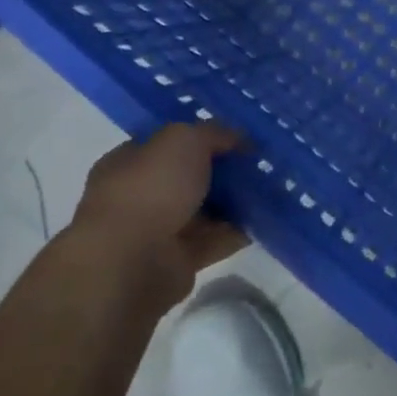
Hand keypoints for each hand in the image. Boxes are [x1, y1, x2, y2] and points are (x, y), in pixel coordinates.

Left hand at [68, 122, 249, 309]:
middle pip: (188, 177)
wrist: (133, 262)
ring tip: (269, 189)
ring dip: (233, 202)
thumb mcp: (185, 139)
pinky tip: (263, 218)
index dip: (200, 137)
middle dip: (221, 171)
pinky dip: (236, 231)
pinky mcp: (176, 261)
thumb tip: (237, 139)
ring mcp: (156, 232)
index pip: (165, 144)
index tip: (235, 137)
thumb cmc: (151, 189)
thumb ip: (213, 132)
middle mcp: (138, 196)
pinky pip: (214, 240)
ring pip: (203, 210)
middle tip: (257, 163)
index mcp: (127, 163)